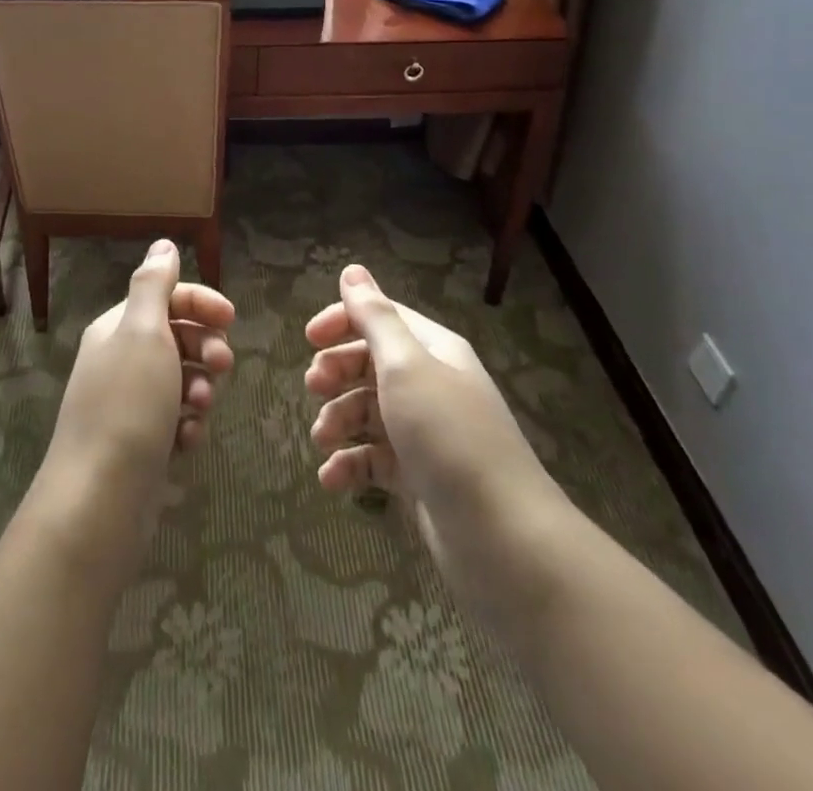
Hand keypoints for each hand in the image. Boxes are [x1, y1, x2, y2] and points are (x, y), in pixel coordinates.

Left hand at [36, 240, 234, 575]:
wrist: (99, 500)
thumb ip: (154, 285)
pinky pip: (175, 421)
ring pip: (180, 380)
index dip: (200, 302)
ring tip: (201, 407)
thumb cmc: (128, 405)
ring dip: (199, 388)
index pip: (165, 297)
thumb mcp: (143, 333)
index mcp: (117, 328)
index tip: (232, 319)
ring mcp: (129, 404)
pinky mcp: (139, 443)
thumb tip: (162, 244)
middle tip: (223, 367)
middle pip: (176, 337)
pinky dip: (187, 426)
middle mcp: (120, 360)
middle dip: (205, 347)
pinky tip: (188, 441)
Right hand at [306, 264, 565, 617]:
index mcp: (434, 351)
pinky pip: (375, 459)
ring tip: (322, 440)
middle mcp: (431, 385)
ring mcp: (426, 434)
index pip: (382, 318)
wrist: (504, 541)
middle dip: (337, 372)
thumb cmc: (449, 437)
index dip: (343, 321)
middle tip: (313, 387)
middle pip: (371, 363)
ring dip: (338, 420)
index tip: (308, 339)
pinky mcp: (420, 478)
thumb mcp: (406, 367)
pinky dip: (350, 466)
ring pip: (368, 412)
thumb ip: (374, 318)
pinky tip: (332, 481)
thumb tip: (352, 270)